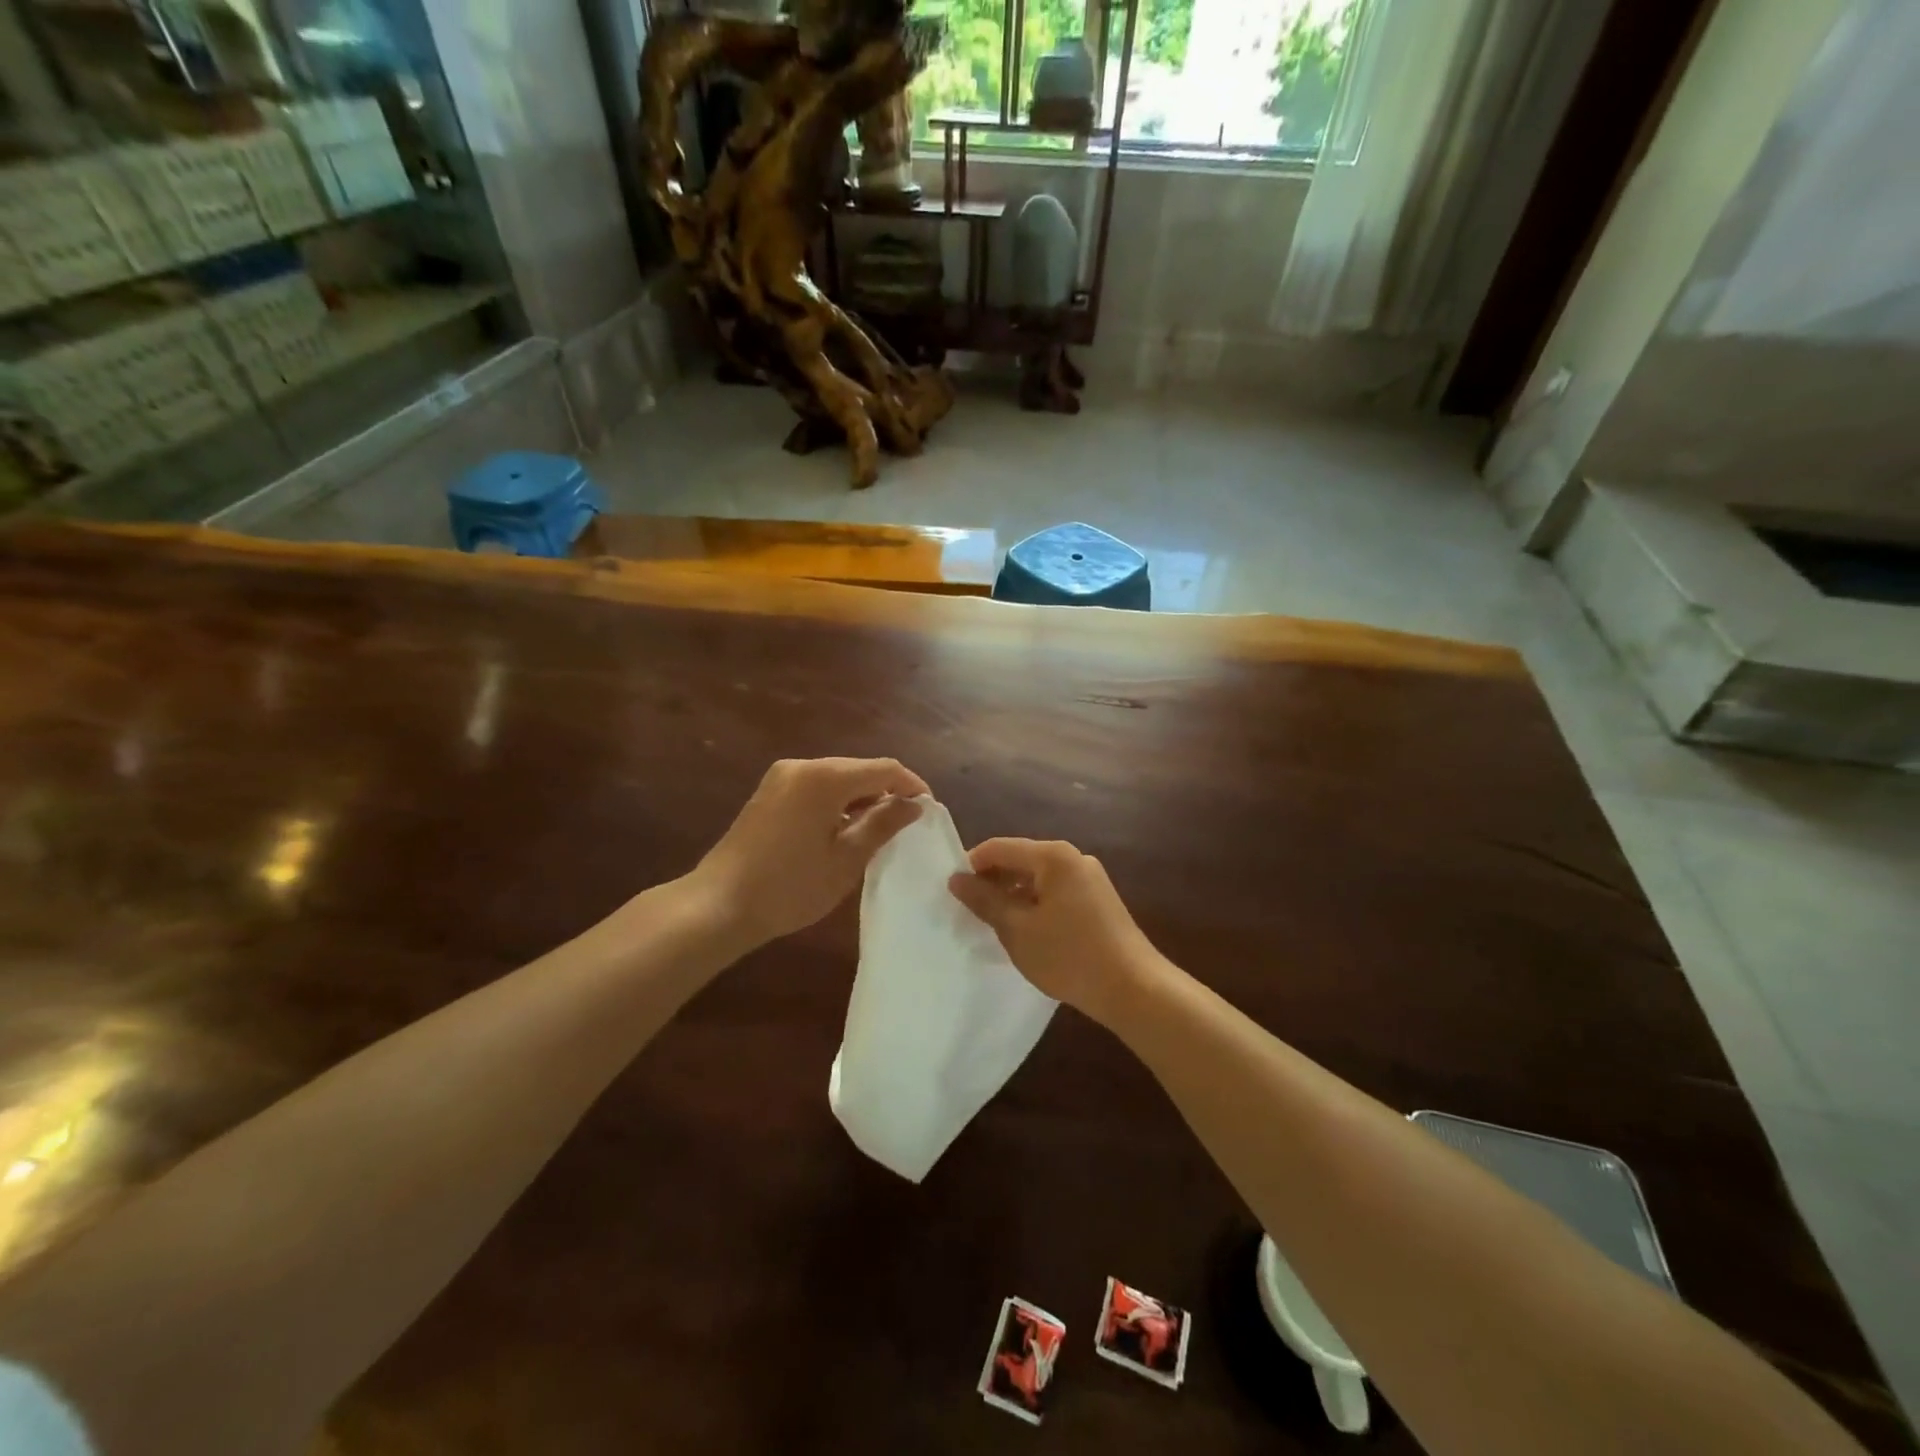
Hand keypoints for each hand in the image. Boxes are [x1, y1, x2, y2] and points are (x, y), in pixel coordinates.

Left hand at [695, 757, 928, 944]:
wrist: (718, 904)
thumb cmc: (789, 886)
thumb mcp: (846, 860)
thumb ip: (883, 825)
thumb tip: (914, 806)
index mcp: (825, 778)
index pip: (884, 768)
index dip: (911, 785)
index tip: (929, 811)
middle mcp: (803, 766)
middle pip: (859, 769)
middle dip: (886, 792)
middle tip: (906, 825)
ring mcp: (781, 777)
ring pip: (837, 778)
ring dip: (861, 798)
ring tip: (878, 831)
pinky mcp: (769, 792)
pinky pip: (816, 787)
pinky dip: (837, 802)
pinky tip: (843, 830)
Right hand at [948, 838, 1164, 1022]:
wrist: (1134, 989)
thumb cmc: (1070, 956)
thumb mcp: (1017, 929)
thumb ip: (985, 900)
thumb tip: (956, 879)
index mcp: (1053, 856)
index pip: (998, 848)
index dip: (971, 867)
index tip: (953, 895)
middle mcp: (1073, 857)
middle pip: (1019, 860)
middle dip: (993, 883)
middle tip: (971, 914)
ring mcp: (1089, 878)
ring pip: (1037, 878)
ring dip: (1013, 897)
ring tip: (996, 927)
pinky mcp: (1098, 899)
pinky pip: (1055, 892)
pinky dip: (1035, 905)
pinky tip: (1028, 933)